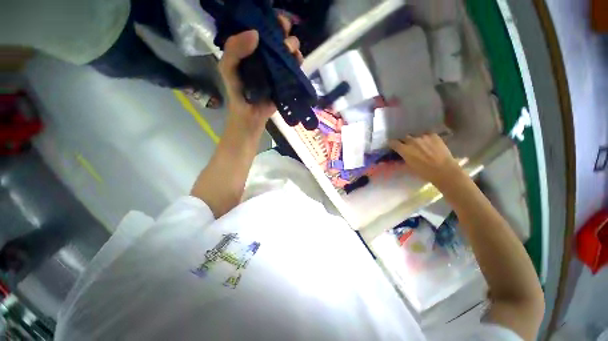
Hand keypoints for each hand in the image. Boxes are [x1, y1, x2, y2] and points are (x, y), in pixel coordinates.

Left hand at [218, 15, 302, 128]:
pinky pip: (295, 68)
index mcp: (251, 48)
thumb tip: (255, 33)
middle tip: (284, 35)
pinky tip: (297, 62)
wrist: (250, 115)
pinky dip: (298, 62)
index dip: (270, 21)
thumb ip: (234, 49)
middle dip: (284, 32)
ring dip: (293, 47)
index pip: (262, 28)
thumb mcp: (228, 68)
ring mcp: (277, 68)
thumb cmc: (237, 92)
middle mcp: (266, 55)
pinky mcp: (286, 80)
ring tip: (290, 52)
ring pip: (290, 51)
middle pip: (279, 36)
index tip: (276, 21)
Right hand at [388, 134, 462, 185]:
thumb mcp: (409, 165)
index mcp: (404, 149)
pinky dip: (426, 138)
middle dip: (404, 141)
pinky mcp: (433, 135)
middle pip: (404, 137)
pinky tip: (429, 143)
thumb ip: (404, 156)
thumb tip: (402, 153)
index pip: (393, 142)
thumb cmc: (424, 172)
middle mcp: (411, 140)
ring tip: (420, 144)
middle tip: (408, 146)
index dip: (392, 143)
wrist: (444, 170)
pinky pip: (426, 134)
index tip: (393, 145)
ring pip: (415, 135)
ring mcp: (423, 136)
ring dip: (415, 139)